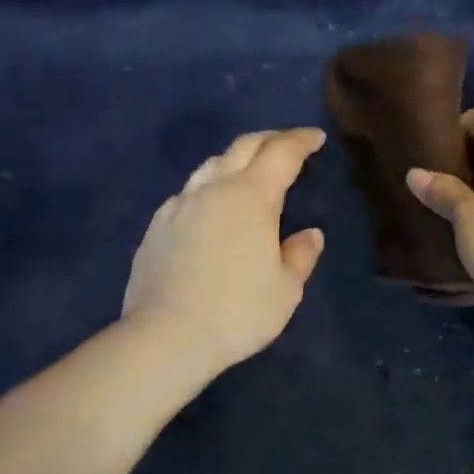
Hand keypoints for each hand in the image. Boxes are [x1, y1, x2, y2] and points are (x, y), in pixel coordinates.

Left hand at [123, 128, 326, 375]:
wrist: (165, 336)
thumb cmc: (237, 312)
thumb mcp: (285, 290)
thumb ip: (300, 256)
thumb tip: (310, 234)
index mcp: (252, 196)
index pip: (282, 153)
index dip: (301, 141)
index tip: (315, 137)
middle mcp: (214, 189)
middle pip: (243, 147)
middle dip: (270, 139)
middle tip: (288, 143)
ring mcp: (179, 204)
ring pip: (211, 165)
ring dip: (236, 160)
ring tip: (249, 171)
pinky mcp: (157, 225)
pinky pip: (188, 192)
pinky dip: (209, 188)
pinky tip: (211, 207)